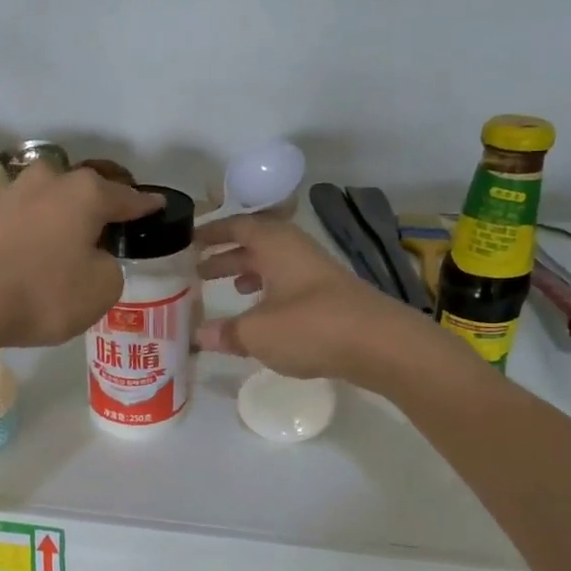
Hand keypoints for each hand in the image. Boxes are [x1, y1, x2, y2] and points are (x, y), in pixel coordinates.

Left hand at [0, 163, 160, 348]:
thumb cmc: (42, 292)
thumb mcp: (100, 290)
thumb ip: (110, 268)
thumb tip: (93, 257)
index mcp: (86, 193)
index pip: (128, 198)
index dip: (145, 206)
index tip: (158, 206)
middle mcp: (48, 181)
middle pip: (83, 191)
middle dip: (96, 208)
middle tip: (105, 231)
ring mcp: (8, 193)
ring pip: (47, 202)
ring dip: (58, 220)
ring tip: (63, 247)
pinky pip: (18, 221)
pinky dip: (28, 235)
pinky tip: (27, 257)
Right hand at [196, 214, 455, 386]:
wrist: (380, 344)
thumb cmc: (310, 327)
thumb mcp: (257, 333)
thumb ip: (226, 332)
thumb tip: (199, 335)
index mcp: (275, 244)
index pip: (238, 226)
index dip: (213, 233)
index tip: (190, 242)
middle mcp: (296, 250)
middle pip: (256, 244)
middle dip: (227, 255)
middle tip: (199, 271)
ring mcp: (317, 272)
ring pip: (274, 264)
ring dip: (249, 273)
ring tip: (229, 289)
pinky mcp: (331, 296)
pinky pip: (290, 283)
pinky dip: (270, 291)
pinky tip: (263, 313)